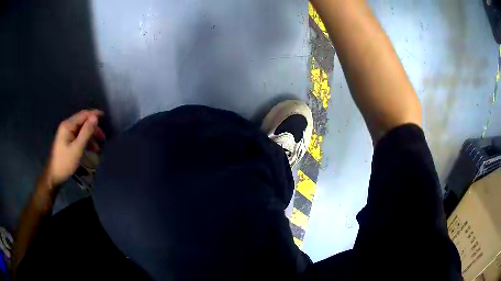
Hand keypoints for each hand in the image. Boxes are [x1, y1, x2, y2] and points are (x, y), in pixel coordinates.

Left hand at [46, 110, 105, 186]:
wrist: (54, 176)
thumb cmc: (65, 162)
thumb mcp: (77, 148)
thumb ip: (86, 132)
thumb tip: (95, 117)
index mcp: (68, 125)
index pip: (83, 115)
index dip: (94, 114)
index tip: (105, 117)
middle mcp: (67, 126)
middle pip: (83, 122)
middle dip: (93, 129)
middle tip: (102, 139)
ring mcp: (66, 133)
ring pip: (81, 130)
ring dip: (90, 136)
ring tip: (97, 148)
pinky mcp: (67, 141)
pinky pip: (78, 137)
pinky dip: (85, 141)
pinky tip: (90, 149)